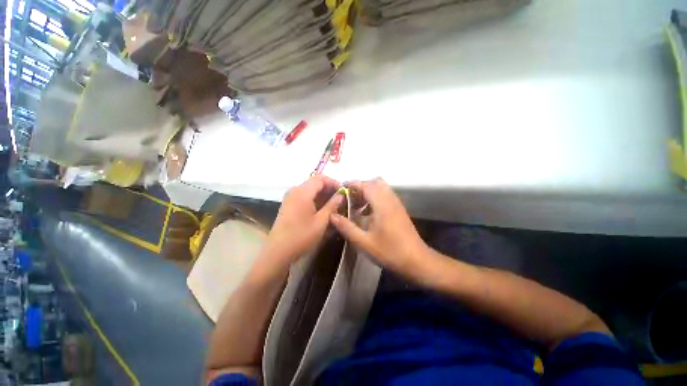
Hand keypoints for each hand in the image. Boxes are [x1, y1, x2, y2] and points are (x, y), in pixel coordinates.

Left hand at [262, 175, 342, 267]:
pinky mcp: (288, 205)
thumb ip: (332, 205)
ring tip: (334, 205)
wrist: (278, 251)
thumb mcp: (321, 221)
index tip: (343, 191)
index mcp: (302, 192)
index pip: (321, 178)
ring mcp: (290, 197)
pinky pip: (304, 196)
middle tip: (340, 199)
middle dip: (329, 189)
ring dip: (322, 195)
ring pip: (310, 190)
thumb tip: (341, 195)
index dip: (333, 182)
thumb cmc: (301, 236)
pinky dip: (315, 200)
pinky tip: (322, 209)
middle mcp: (295, 190)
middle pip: (315, 183)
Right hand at [330, 178, 428, 274]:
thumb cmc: (389, 251)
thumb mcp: (364, 242)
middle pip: (375, 182)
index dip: (353, 184)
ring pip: (381, 188)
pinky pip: (386, 195)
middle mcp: (390, 199)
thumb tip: (332, 216)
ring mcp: (396, 203)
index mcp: (382, 204)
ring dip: (368, 192)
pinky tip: (368, 213)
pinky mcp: (399, 209)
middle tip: (350, 198)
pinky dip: (375, 198)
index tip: (341, 189)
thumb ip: (347, 227)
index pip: (366, 185)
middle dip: (361, 187)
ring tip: (357, 206)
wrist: (416, 260)